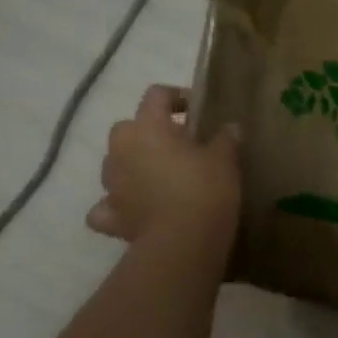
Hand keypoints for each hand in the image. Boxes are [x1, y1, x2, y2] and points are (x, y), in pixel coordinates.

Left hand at [88, 86, 240, 255]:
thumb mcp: (224, 159)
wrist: (182, 242)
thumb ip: (225, 139)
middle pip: (128, 127)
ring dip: (133, 166)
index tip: (197, 110)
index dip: (177, 97)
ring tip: (161, 178)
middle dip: (149, 132)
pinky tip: (134, 210)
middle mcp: (121, 149)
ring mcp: (111, 183)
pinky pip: (107, 206)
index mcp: (148, 126)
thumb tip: (230, 127)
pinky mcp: (111, 216)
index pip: (156, 95)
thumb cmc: (204, 189)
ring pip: (116, 164)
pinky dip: (117, 206)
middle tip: (179, 146)